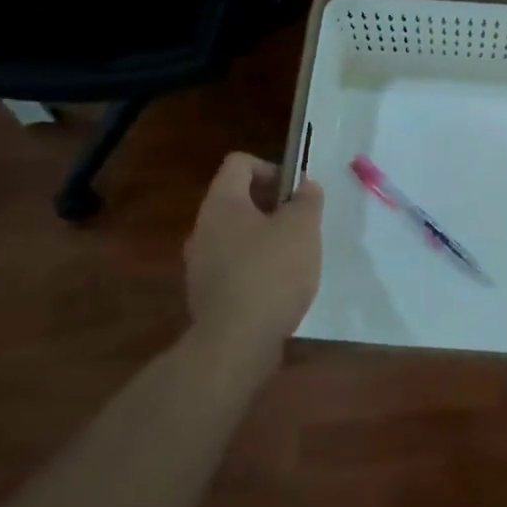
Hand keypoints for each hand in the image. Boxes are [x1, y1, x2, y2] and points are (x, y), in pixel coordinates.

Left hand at [184, 152, 324, 359]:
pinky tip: (278, 287)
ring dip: (264, 237)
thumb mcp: (302, 229)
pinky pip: (232, 266)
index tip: (295, 191)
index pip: (239, 164)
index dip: (271, 168)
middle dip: (272, 206)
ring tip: (294, 257)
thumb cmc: (271, 273)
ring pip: (235, 235)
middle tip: (301, 223)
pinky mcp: (205, 294)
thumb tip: (305, 186)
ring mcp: (199, 263)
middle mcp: (203, 228)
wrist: (235, 343)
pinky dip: (255, 267)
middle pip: (237, 200)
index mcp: (222, 204)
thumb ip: (307, 200)